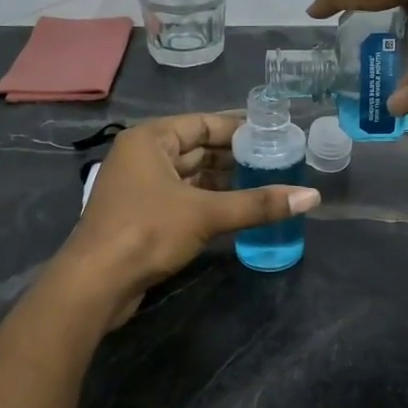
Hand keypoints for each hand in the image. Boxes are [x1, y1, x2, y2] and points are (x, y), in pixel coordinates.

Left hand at [60, 113, 319, 325]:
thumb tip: (312, 196)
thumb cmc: (147, 232)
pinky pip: (184, 198)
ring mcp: (141, 187)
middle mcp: (143, 157)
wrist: (96, 284)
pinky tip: (239, 208)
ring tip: (266, 183)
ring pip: (191, 176)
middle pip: (197, 148)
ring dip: (224, 181)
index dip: (239, 128)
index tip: (274, 135)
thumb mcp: (207, 213)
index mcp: (150, 140)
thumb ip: (258, 204)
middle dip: (235, 156)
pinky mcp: (143, 216)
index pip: (202, 123)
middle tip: (277, 161)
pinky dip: (210, 201)